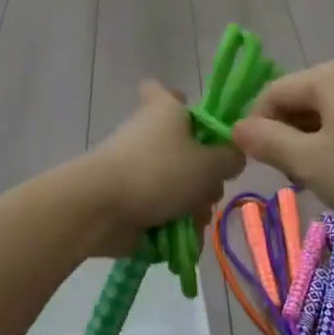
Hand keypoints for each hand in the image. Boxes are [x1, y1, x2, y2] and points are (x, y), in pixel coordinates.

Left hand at [76, 82, 244, 257]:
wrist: (101, 208)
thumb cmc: (158, 172)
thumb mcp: (209, 164)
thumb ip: (230, 158)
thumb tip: (232, 156)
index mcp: (166, 110)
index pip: (169, 93)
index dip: (184, 103)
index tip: (199, 124)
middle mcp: (150, 134)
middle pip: (188, 150)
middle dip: (205, 176)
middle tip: (209, 187)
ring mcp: (139, 169)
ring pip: (180, 186)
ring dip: (193, 207)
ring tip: (194, 221)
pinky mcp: (132, 200)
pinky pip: (165, 212)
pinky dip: (176, 227)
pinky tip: (186, 241)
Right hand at [231, 59, 333, 244]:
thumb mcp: (310, 162)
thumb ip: (266, 142)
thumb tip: (235, 128)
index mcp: (327, 75)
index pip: (271, 94)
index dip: (256, 129)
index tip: (259, 167)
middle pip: (298, 103)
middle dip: (286, 140)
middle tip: (295, 180)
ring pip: (323, 119)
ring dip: (311, 149)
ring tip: (323, 184)